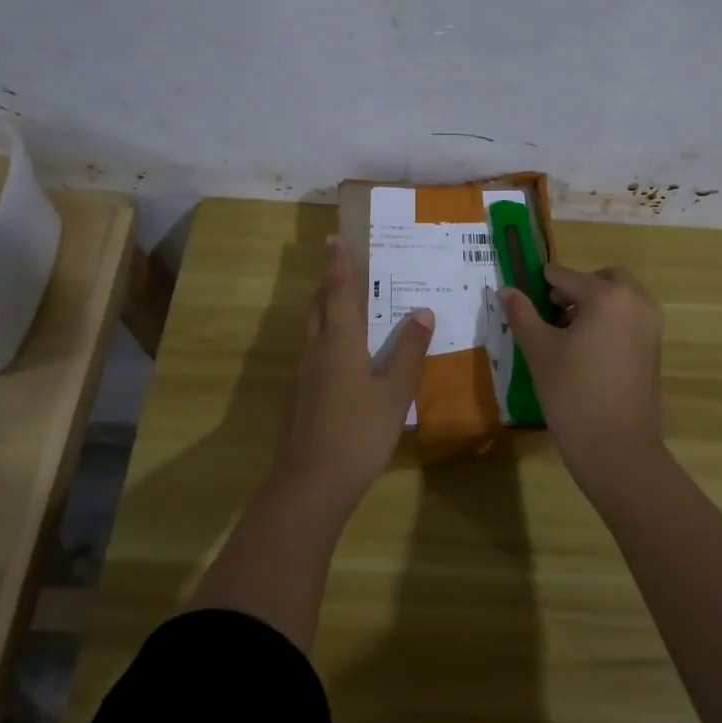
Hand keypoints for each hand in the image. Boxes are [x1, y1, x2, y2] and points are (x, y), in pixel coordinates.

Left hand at [276, 235, 433, 501]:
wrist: (310, 483)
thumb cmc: (358, 432)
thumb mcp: (395, 392)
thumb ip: (409, 352)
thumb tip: (422, 312)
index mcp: (339, 341)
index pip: (339, 292)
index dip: (339, 265)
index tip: (336, 239)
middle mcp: (316, 349)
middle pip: (319, 306)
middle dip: (328, 282)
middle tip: (339, 264)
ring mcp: (303, 374)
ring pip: (312, 329)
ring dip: (324, 308)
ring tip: (341, 301)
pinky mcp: (299, 396)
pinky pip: (313, 351)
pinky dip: (324, 336)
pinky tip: (338, 354)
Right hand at [499, 264, 665, 490]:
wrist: (617, 448)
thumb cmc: (573, 393)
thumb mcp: (539, 350)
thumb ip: (522, 314)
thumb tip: (505, 290)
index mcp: (608, 296)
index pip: (568, 277)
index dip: (544, 282)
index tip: (526, 290)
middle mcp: (636, 302)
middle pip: (604, 279)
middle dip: (578, 287)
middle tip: (551, 308)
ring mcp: (651, 326)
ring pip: (621, 298)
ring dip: (595, 303)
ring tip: (565, 332)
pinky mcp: (655, 349)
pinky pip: (631, 319)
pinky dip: (611, 320)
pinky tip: (586, 349)